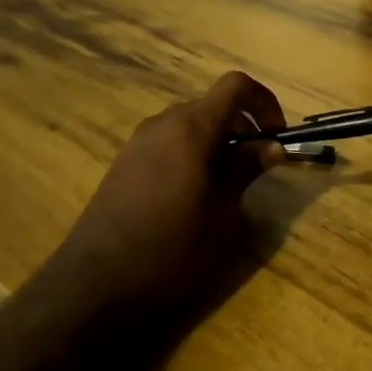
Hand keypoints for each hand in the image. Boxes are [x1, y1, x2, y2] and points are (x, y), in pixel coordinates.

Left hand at [54, 71, 287, 320]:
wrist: (95, 284)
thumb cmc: (172, 250)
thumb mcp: (223, 216)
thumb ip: (246, 171)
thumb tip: (272, 146)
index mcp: (192, 129)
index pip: (236, 86)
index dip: (265, 102)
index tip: (276, 136)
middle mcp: (163, 124)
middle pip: (212, 104)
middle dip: (242, 126)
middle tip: (257, 166)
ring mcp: (138, 142)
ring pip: (189, 124)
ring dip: (217, 141)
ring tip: (226, 184)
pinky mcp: (124, 163)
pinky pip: (168, 142)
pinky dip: (191, 153)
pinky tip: (192, 195)